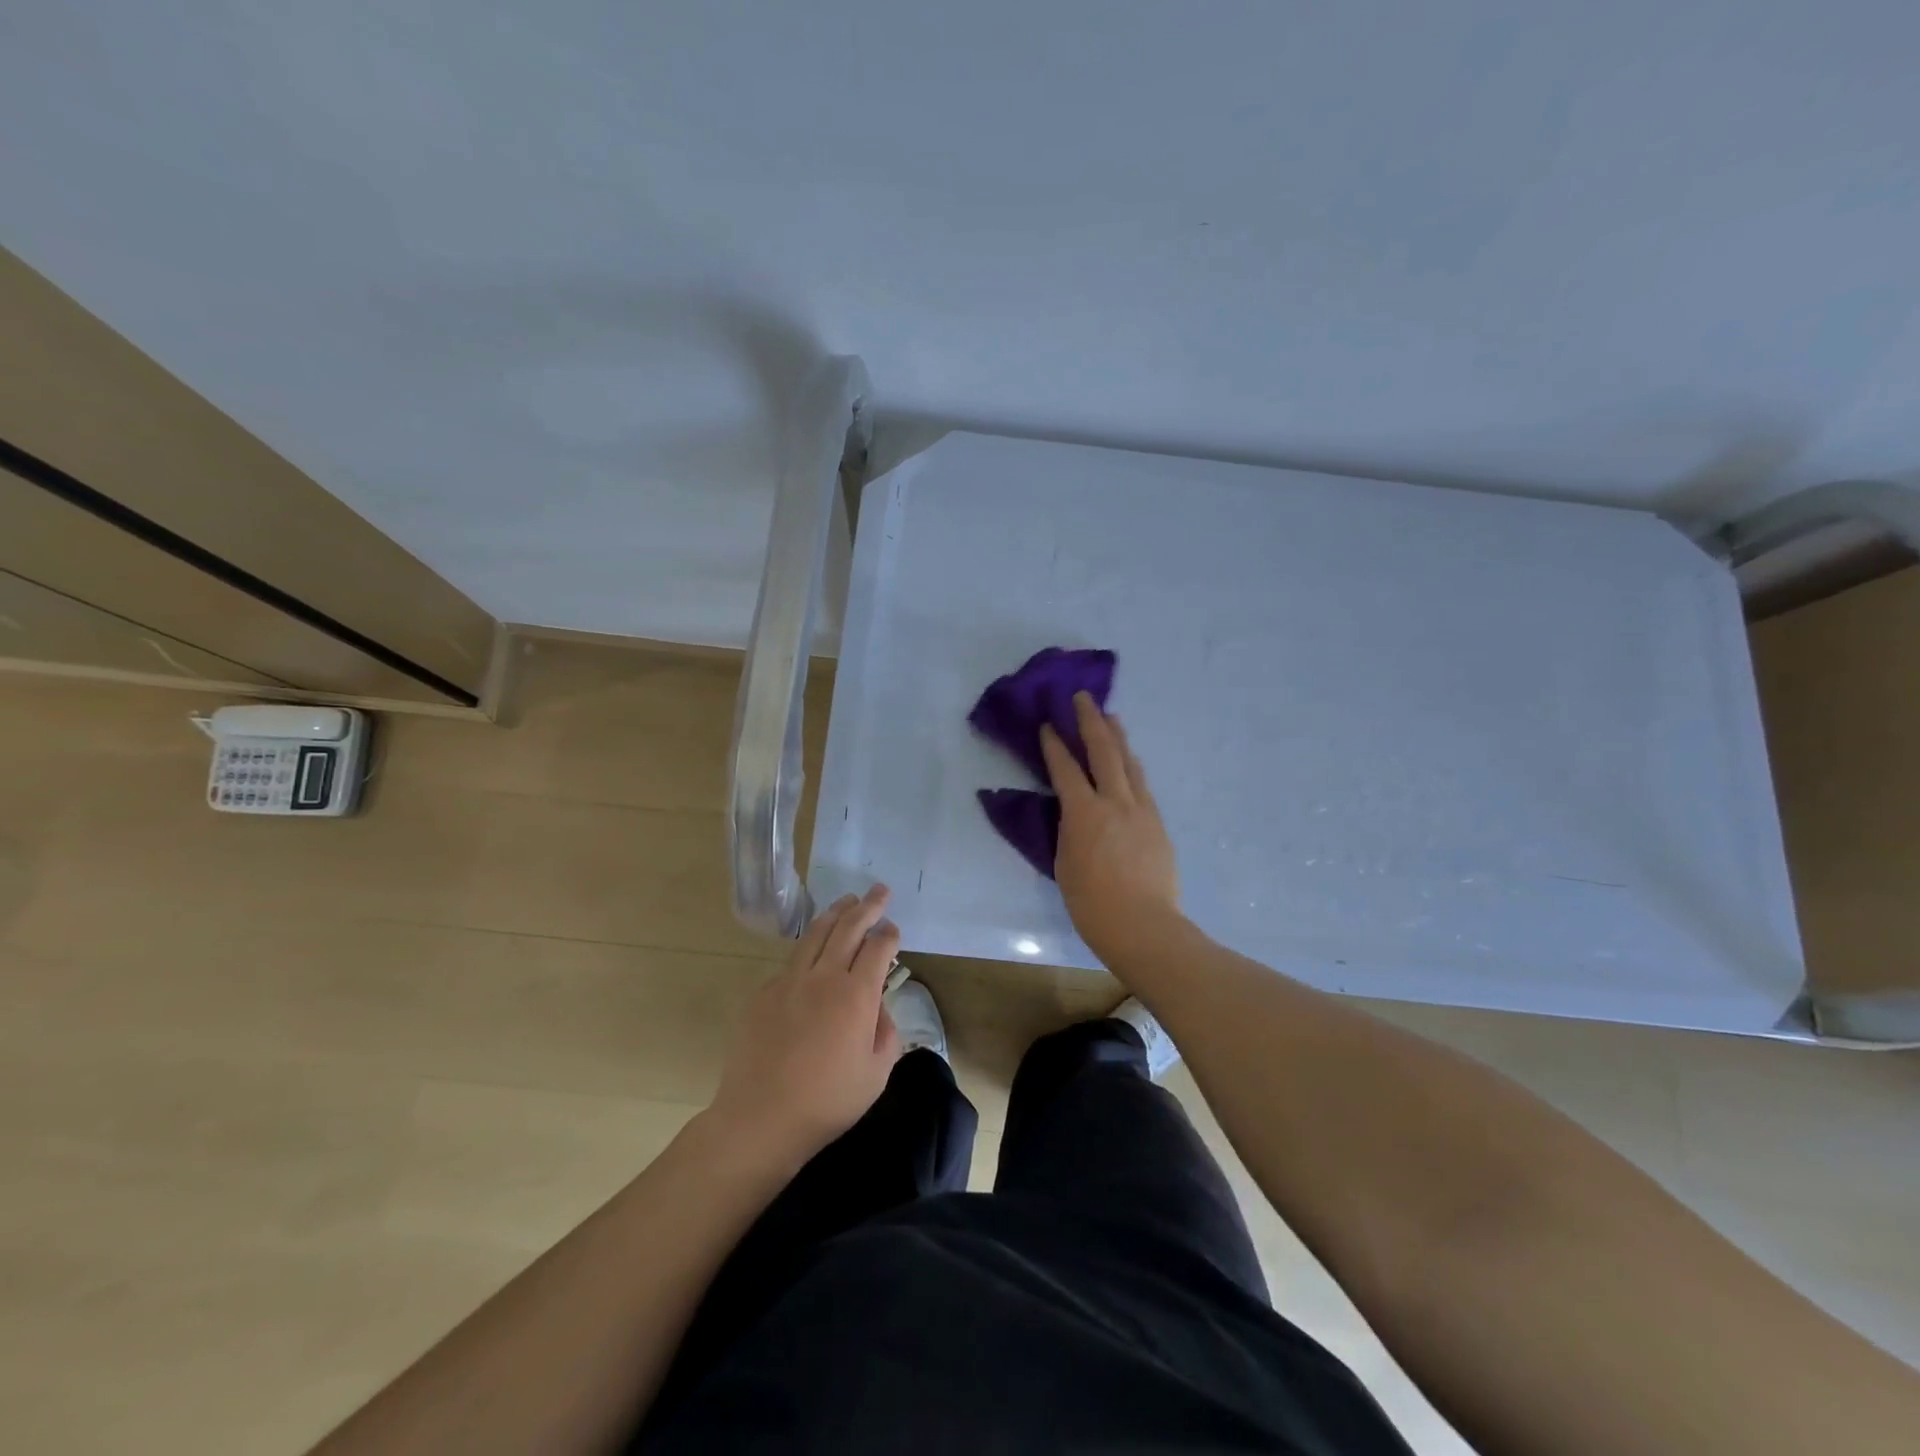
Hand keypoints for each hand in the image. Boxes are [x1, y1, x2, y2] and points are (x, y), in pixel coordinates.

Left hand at [708, 885, 901, 1166]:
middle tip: (879, 890)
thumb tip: (879, 1008)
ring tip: (847, 900)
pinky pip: (791, 961)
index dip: (889, 934)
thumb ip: (886, 1033)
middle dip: (867, 906)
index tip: (893, 929)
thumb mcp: (876, 1074)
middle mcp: (824, 977)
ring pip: (815, 933)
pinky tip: (813, 953)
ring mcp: (789, 981)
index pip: (878, 948)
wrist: (760, 1118)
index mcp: (856, 995)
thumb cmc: (827, 1102)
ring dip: (835, 913)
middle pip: (848, 927)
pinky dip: (808, 948)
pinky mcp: (764, 992)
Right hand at [1041, 693, 1182, 959]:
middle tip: (1084, 698)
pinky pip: (1142, 784)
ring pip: (1129, 763)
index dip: (1055, 745)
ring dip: (1118, 737)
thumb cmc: (1092, 904)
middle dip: (1091, 721)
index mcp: (1084, 813)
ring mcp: (1142, 810)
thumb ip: (1068, 832)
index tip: (1049, 724)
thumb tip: (1073, 816)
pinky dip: (1132, 766)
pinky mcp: (1158, 823)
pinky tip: (1130, 762)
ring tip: (1111, 717)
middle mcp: (1115, 802)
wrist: (1144, 926)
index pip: (1065, 769)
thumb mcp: (1065, 864)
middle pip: (1103, 752)